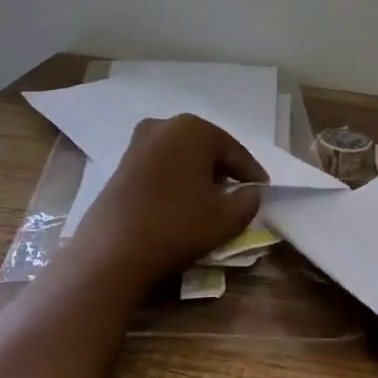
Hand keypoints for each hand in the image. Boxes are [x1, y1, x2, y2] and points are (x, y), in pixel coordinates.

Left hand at [69, 115, 267, 287]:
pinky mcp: (121, 166)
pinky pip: (161, 168)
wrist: (113, 251)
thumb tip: (250, 192)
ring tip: (212, 201)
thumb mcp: (227, 218)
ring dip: (199, 176)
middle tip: (240, 193)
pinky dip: (177, 181)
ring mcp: (137, 144)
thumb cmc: (177, 226)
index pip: (235, 151)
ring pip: (182, 157)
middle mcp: (163, 126)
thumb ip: (249, 200)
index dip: (252, 173)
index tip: (264, 191)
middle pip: (206, 149)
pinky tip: (182, 203)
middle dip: (224, 171)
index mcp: (193, 129)